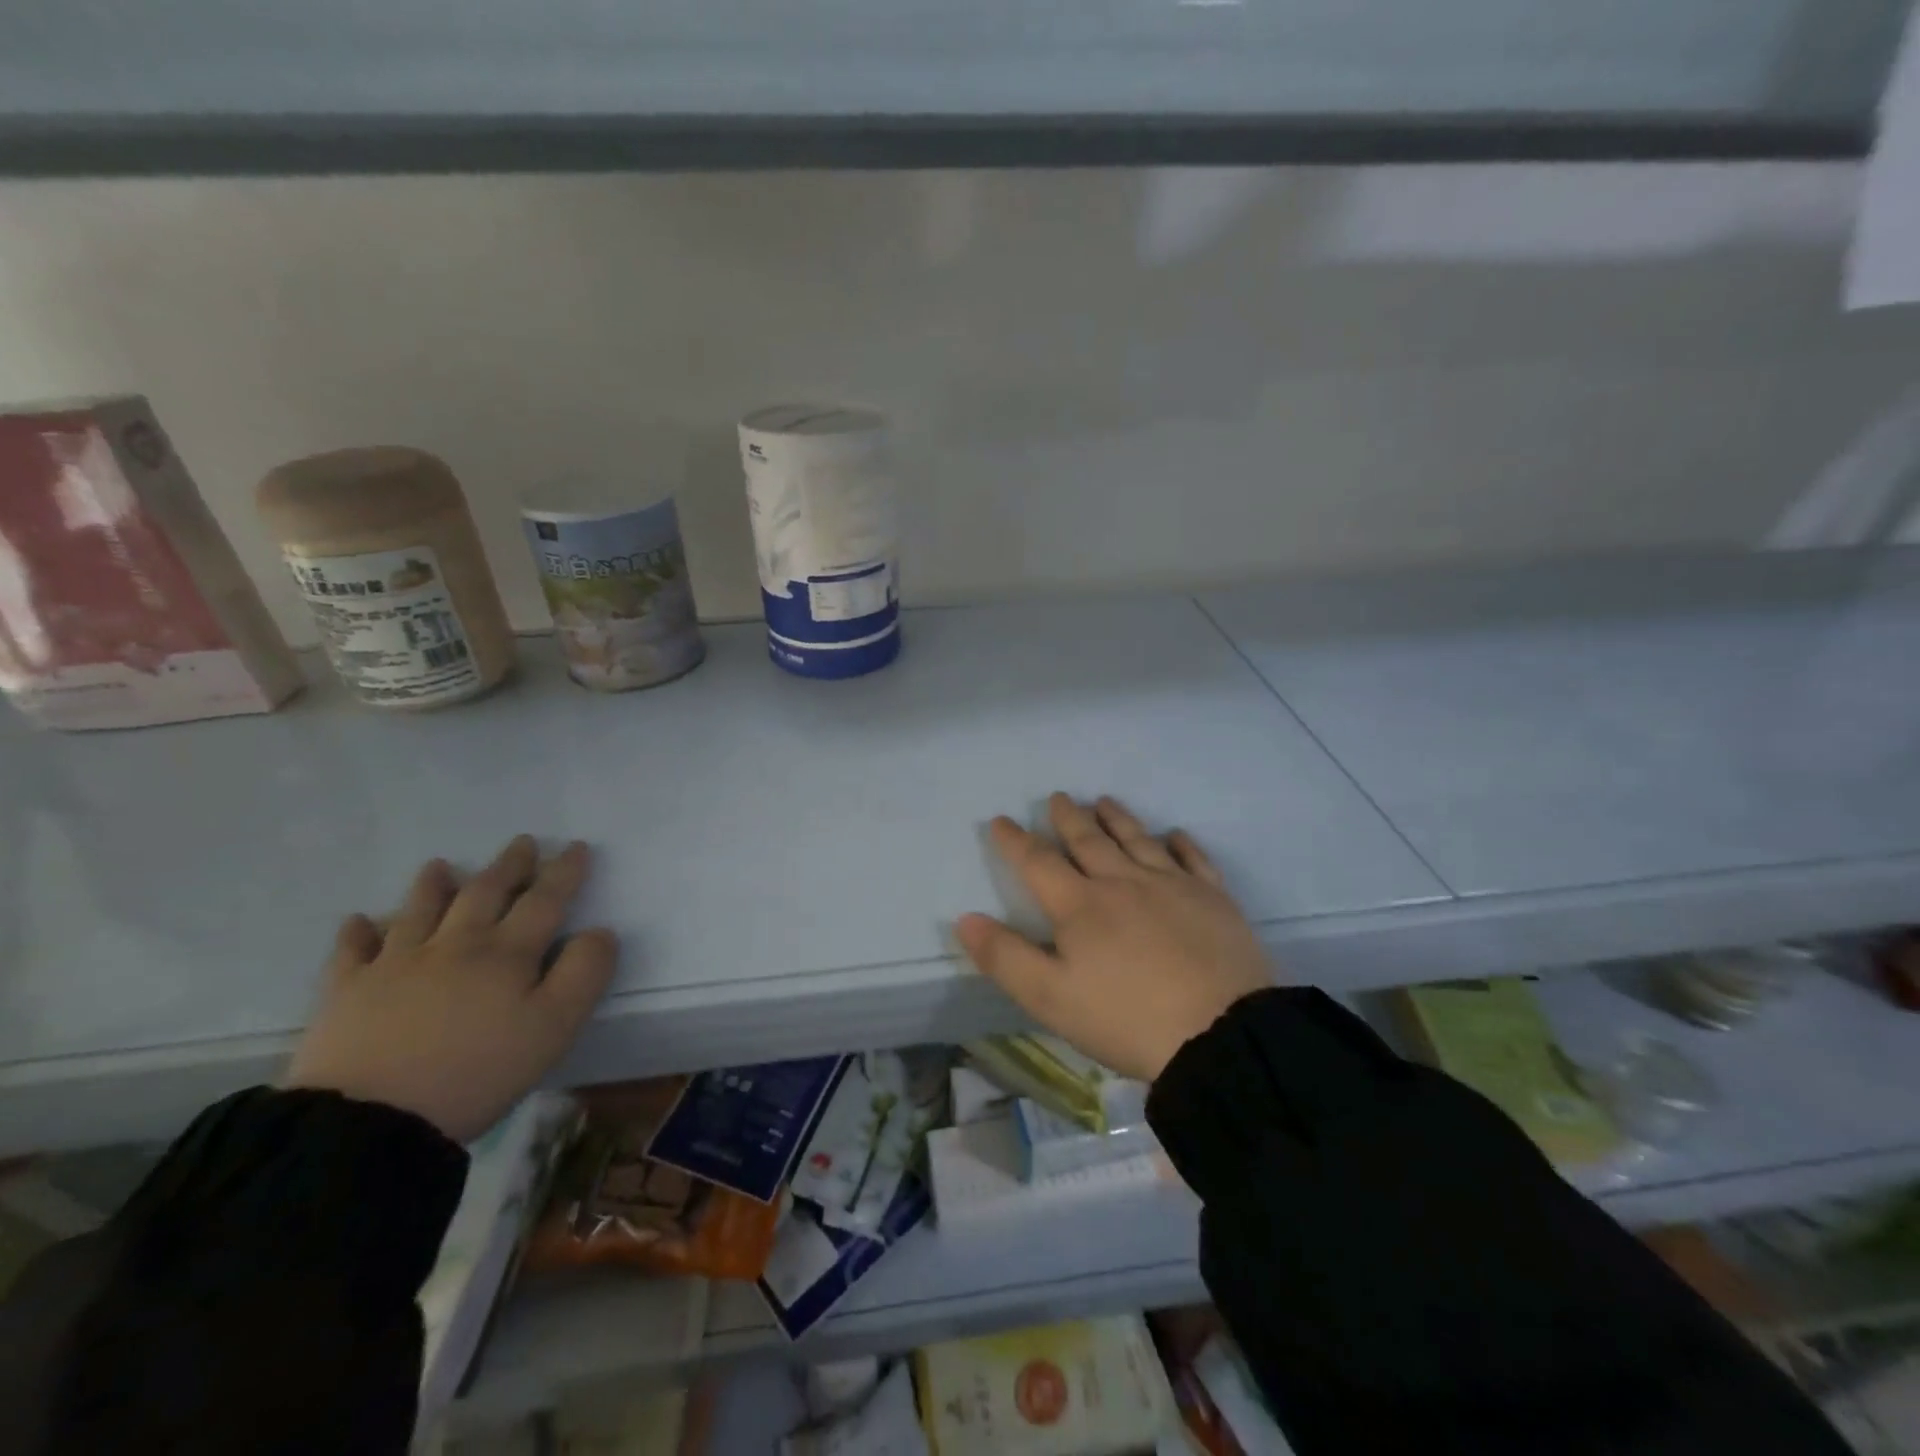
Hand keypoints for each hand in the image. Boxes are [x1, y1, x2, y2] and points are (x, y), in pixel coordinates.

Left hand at [285, 836, 617, 1143]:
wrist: (370, 1121)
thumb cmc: (477, 1072)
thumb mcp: (555, 1028)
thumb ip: (584, 973)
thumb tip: (599, 932)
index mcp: (506, 954)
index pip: (544, 901)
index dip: (563, 872)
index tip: (575, 847)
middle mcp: (454, 945)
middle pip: (484, 894)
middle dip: (508, 867)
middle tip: (521, 843)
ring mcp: (395, 965)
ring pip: (418, 912)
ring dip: (432, 886)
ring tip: (439, 865)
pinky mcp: (347, 993)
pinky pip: (351, 953)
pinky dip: (357, 933)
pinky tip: (358, 921)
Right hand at [955, 794, 1274, 1082]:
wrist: (1219, 1033)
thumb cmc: (1126, 1018)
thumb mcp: (1050, 998)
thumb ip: (1005, 957)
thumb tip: (965, 919)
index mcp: (1080, 906)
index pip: (1039, 862)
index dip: (1016, 841)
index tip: (1001, 820)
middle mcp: (1123, 882)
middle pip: (1089, 841)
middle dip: (1069, 818)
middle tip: (1059, 797)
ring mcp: (1172, 886)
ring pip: (1138, 840)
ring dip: (1118, 818)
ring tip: (1104, 801)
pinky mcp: (1212, 899)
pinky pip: (1193, 859)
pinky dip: (1181, 844)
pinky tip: (1175, 835)